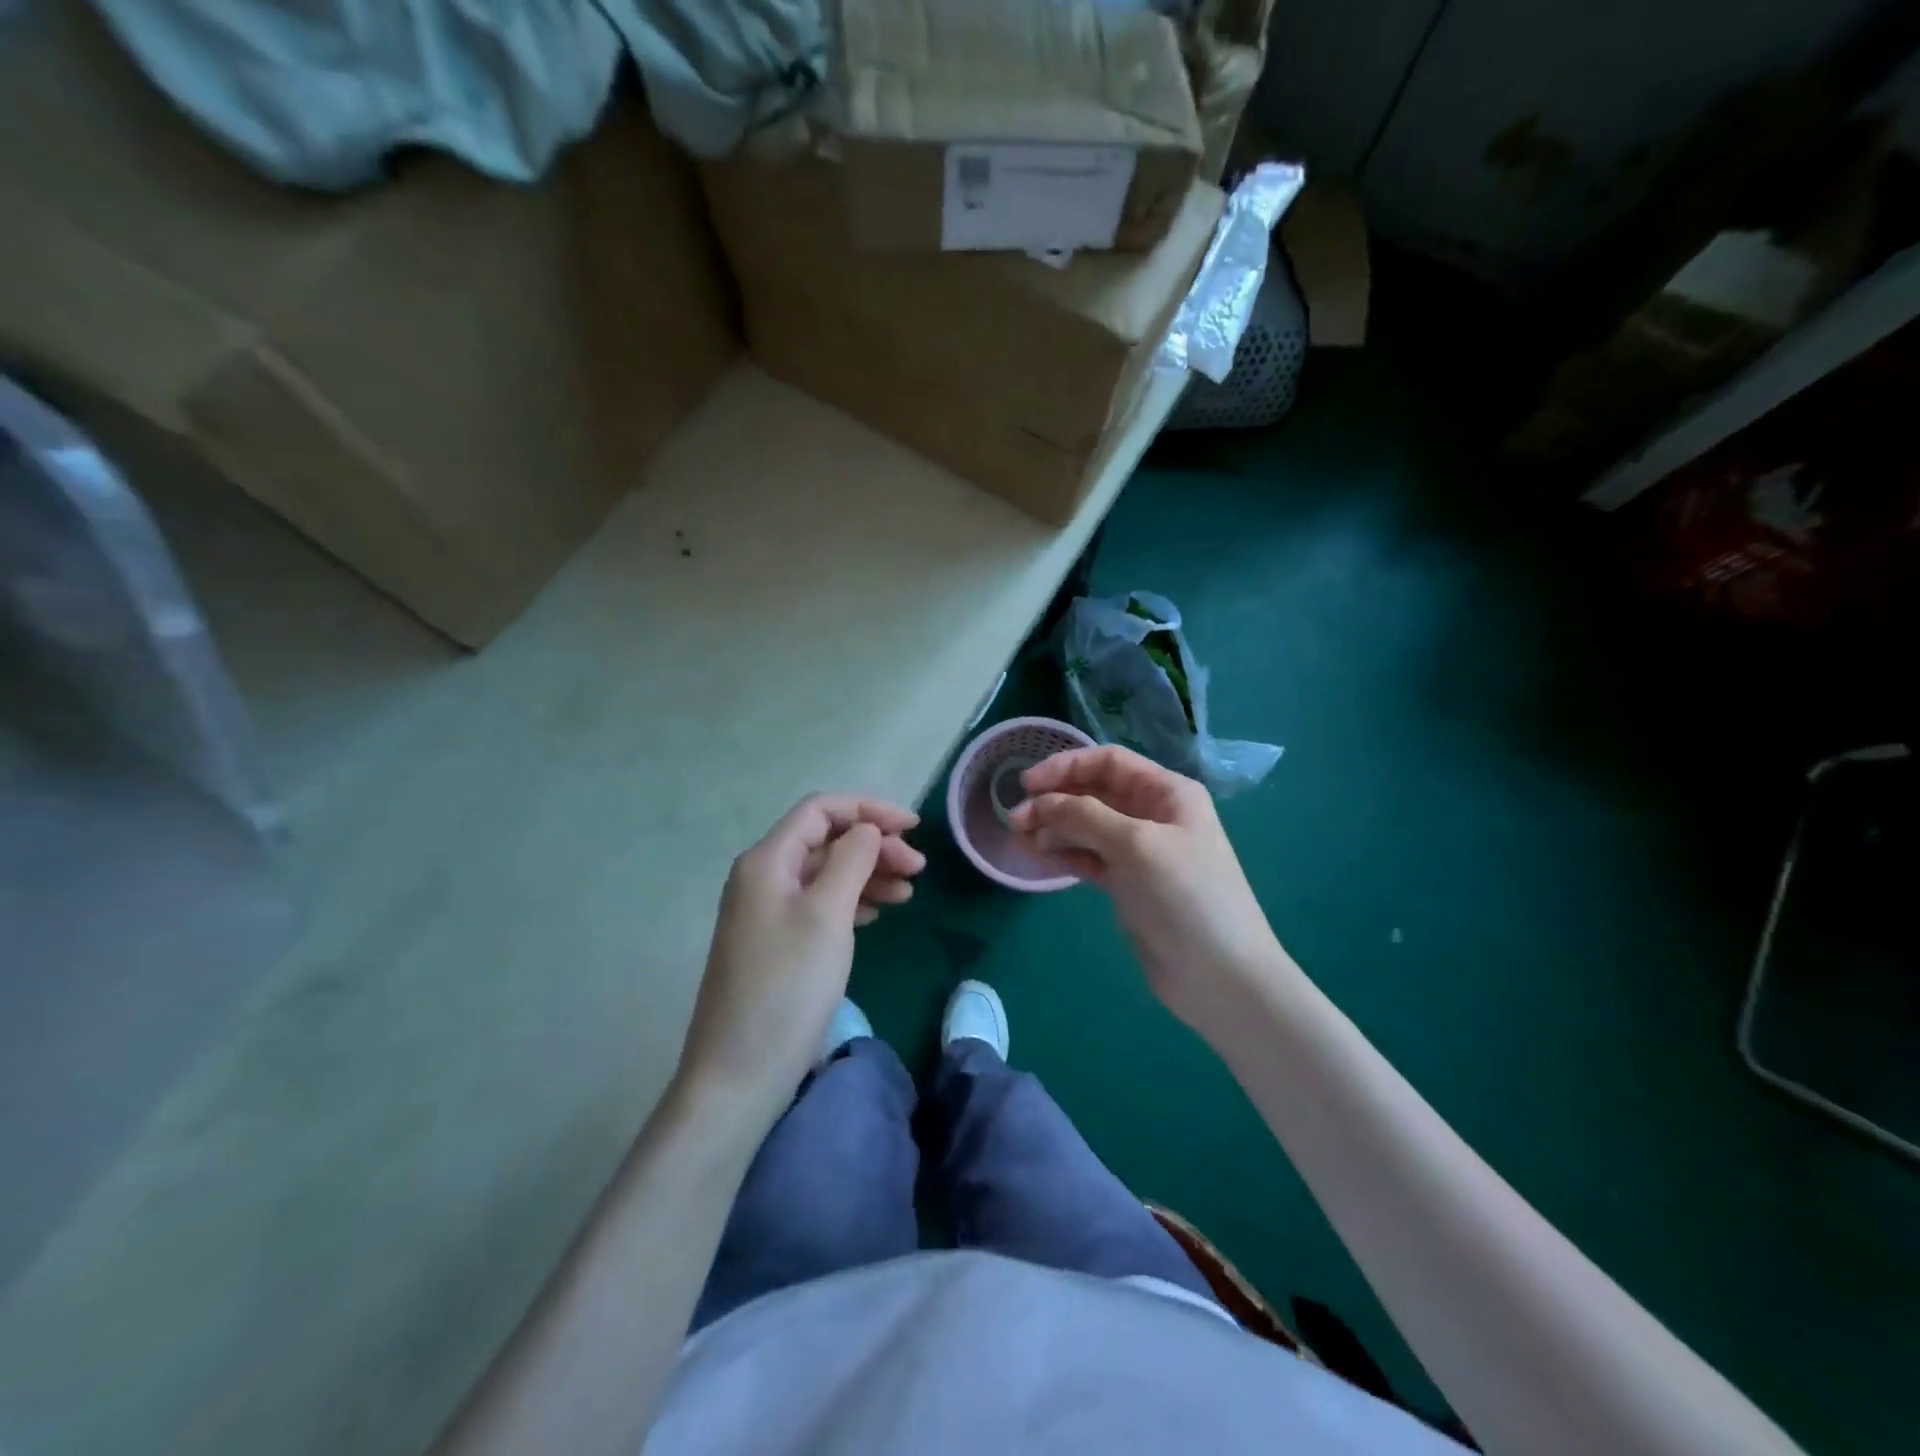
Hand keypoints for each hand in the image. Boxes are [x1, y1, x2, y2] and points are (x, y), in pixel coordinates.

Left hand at [678, 795, 922, 1113]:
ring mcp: (766, 912)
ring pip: (824, 873)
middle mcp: (762, 878)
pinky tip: (875, 914)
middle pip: (825, 841)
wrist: (739, 1074)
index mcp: (767, 861)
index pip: (821, 810)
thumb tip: (867, 830)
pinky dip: (851, 901)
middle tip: (918, 870)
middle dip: (874, 845)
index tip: (914, 828)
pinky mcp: (775, 943)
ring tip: (907, 894)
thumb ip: (851, 860)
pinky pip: (819, 904)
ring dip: (867, 874)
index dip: (869, 810)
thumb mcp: (827, 915)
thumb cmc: (787, 987)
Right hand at [1010, 747, 1284, 1033]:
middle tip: (1016, 821)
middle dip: (1055, 800)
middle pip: (1095, 793)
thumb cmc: (1185, 897)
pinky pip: (1090, 857)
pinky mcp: (1130, 884)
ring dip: (1055, 827)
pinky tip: (1042, 858)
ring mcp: (1142, 851)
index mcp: (1167, 792)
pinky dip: (1066, 854)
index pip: (1108, 762)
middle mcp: (1155, 815)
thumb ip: (1084, 815)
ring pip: (1088, 826)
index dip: (1066, 767)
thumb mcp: (1135, 845)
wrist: (1220, 976)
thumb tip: (1040, 803)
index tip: (1027, 784)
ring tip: (1023, 840)